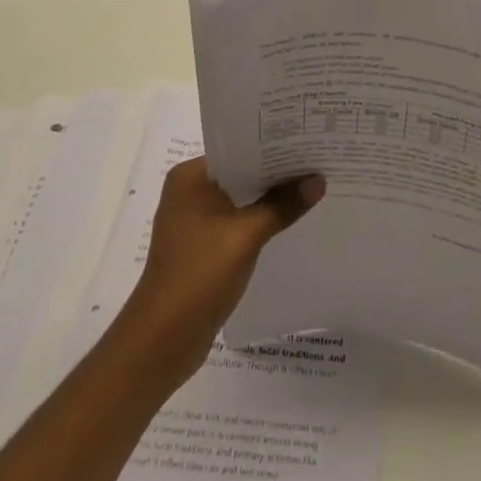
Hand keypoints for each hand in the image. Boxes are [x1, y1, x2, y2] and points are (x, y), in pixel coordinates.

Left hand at [118, 157, 323, 387]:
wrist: (162, 342)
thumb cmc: (197, 276)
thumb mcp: (245, 236)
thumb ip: (282, 205)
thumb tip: (318, 179)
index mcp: (190, 177)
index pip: (238, 148)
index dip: (273, 144)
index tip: (308, 137)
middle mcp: (190, 191)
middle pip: (242, 172)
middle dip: (277, 170)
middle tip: (318, 157)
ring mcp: (196, 220)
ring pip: (243, 198)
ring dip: (271, 196)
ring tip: (314, 182)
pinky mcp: (205, 246)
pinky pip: (240, 220)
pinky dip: (262, 218)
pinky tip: (292, 217)